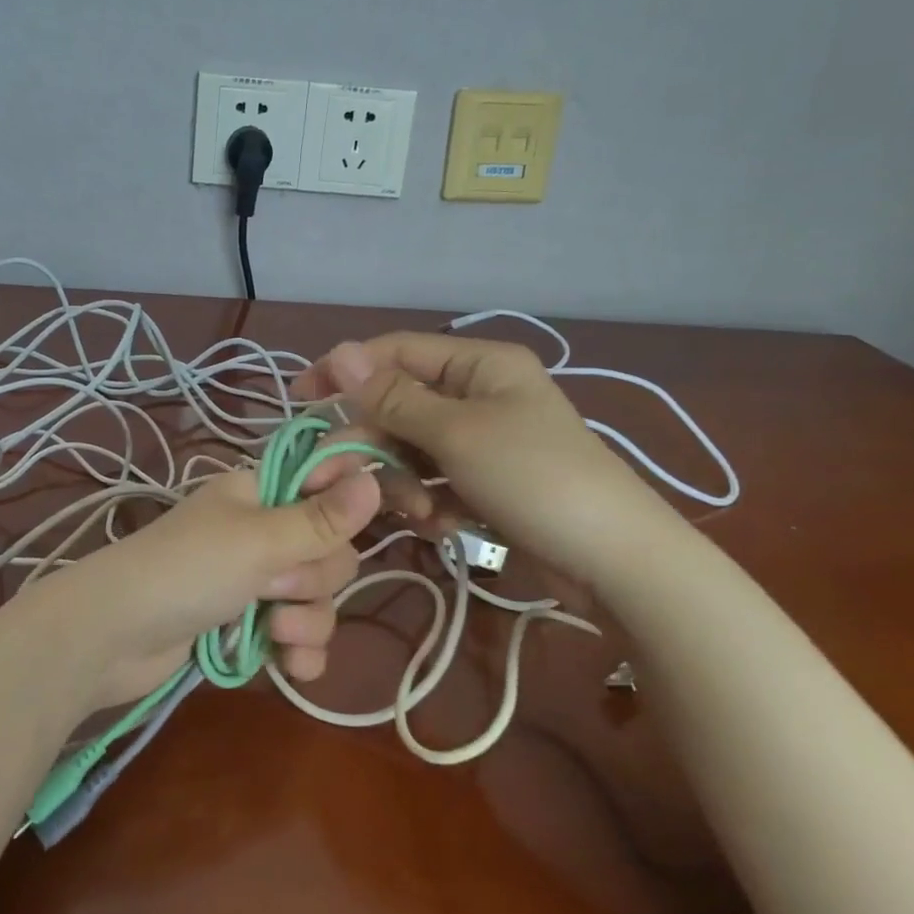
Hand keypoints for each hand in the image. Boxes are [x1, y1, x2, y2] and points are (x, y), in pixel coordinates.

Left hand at [27, 463, 381, 709]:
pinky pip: (296, 635)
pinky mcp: (245, 623)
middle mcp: (260, 530)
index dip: (366, 495)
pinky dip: (297, 652)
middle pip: (331, 551)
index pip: (330, 481)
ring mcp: (252, 580)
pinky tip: (288, 668)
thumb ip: (320, 518)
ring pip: (317, 598)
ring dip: (305, 622)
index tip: (416, 511)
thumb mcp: (257, 541)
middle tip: (273, 587)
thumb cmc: (185, 571)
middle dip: (315, 580)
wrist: (111, 638)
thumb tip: (372, 476)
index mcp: (261, 492)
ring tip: (272, 632)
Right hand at [294, 332, 669, 586]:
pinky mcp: (483, 482)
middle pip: (398, 407)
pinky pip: (433, 481)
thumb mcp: (456, 434)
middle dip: (372, 445)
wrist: (613, 561)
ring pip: (411, 449)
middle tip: (335, 479)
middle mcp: (478, 395)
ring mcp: (481, 441)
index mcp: (479, 365)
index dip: (345, 372)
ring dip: (402, 481)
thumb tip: (340, 351)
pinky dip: (428, 502)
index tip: (300, 399)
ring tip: (417, 513)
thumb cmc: (534, 479)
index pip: (396, 352)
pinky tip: (441, 526)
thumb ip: (392, 396)